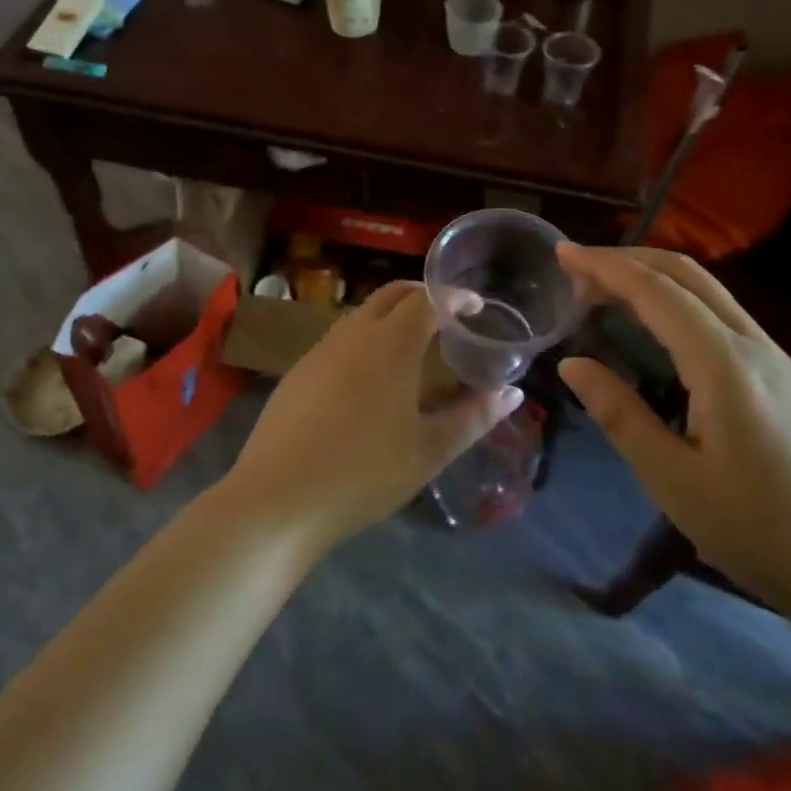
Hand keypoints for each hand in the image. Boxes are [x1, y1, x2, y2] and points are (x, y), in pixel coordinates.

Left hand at [223, 281, 522, 552]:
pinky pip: (342, 335)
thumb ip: (473, 418)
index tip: (475, 305)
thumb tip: (511, 392)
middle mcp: (354, 333)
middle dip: (423, 294)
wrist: (278, 497)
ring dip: (392, 313)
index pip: (428, 300)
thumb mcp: (428, 451)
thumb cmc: (363, 473)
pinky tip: (372, 370)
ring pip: (363, 312)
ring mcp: (321, 348)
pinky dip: (367, 334)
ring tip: (415, 339)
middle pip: (392, 294)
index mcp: (390, 344)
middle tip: (448, 313)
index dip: (454, 297)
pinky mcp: (300, 369)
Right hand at [557, 245, 790, 632]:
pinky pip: (723, 315)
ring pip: (708, 291)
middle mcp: (754, 345)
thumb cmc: (764, 535)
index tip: (562, 252)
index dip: (605, 267)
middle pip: (686, 274)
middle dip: (628, 260)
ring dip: (654, 278)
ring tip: (606, 292)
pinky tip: (659, 328)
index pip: (656, 292)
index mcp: (724, 364)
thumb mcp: (675, 482)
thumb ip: (620, 415)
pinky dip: (678, 301)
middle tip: (577, 269)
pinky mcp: (788, 378)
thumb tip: (572, 363)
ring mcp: (777, 358)